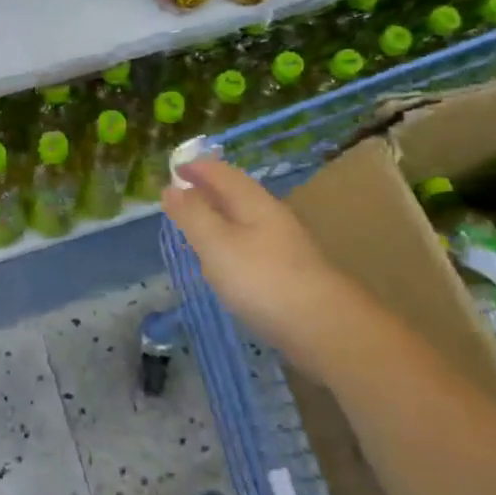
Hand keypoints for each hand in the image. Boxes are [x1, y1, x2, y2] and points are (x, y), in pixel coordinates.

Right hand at [162, 158, 365, 383]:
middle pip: (235, 192)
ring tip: (196, 224)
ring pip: (244, 218)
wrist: (324, 327)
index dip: (196, 167)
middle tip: (180, 194)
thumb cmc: (262, 279)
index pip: (221, 172)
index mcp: (253, 201)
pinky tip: (224, 260)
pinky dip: (230, 241)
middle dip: (207, 189)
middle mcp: (271, 215)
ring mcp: (283, 243)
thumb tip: (172, 188)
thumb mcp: (216, 244)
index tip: (173, 168)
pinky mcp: (288, 271)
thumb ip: (192, 215)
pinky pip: (251, 243)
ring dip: (219, 215)